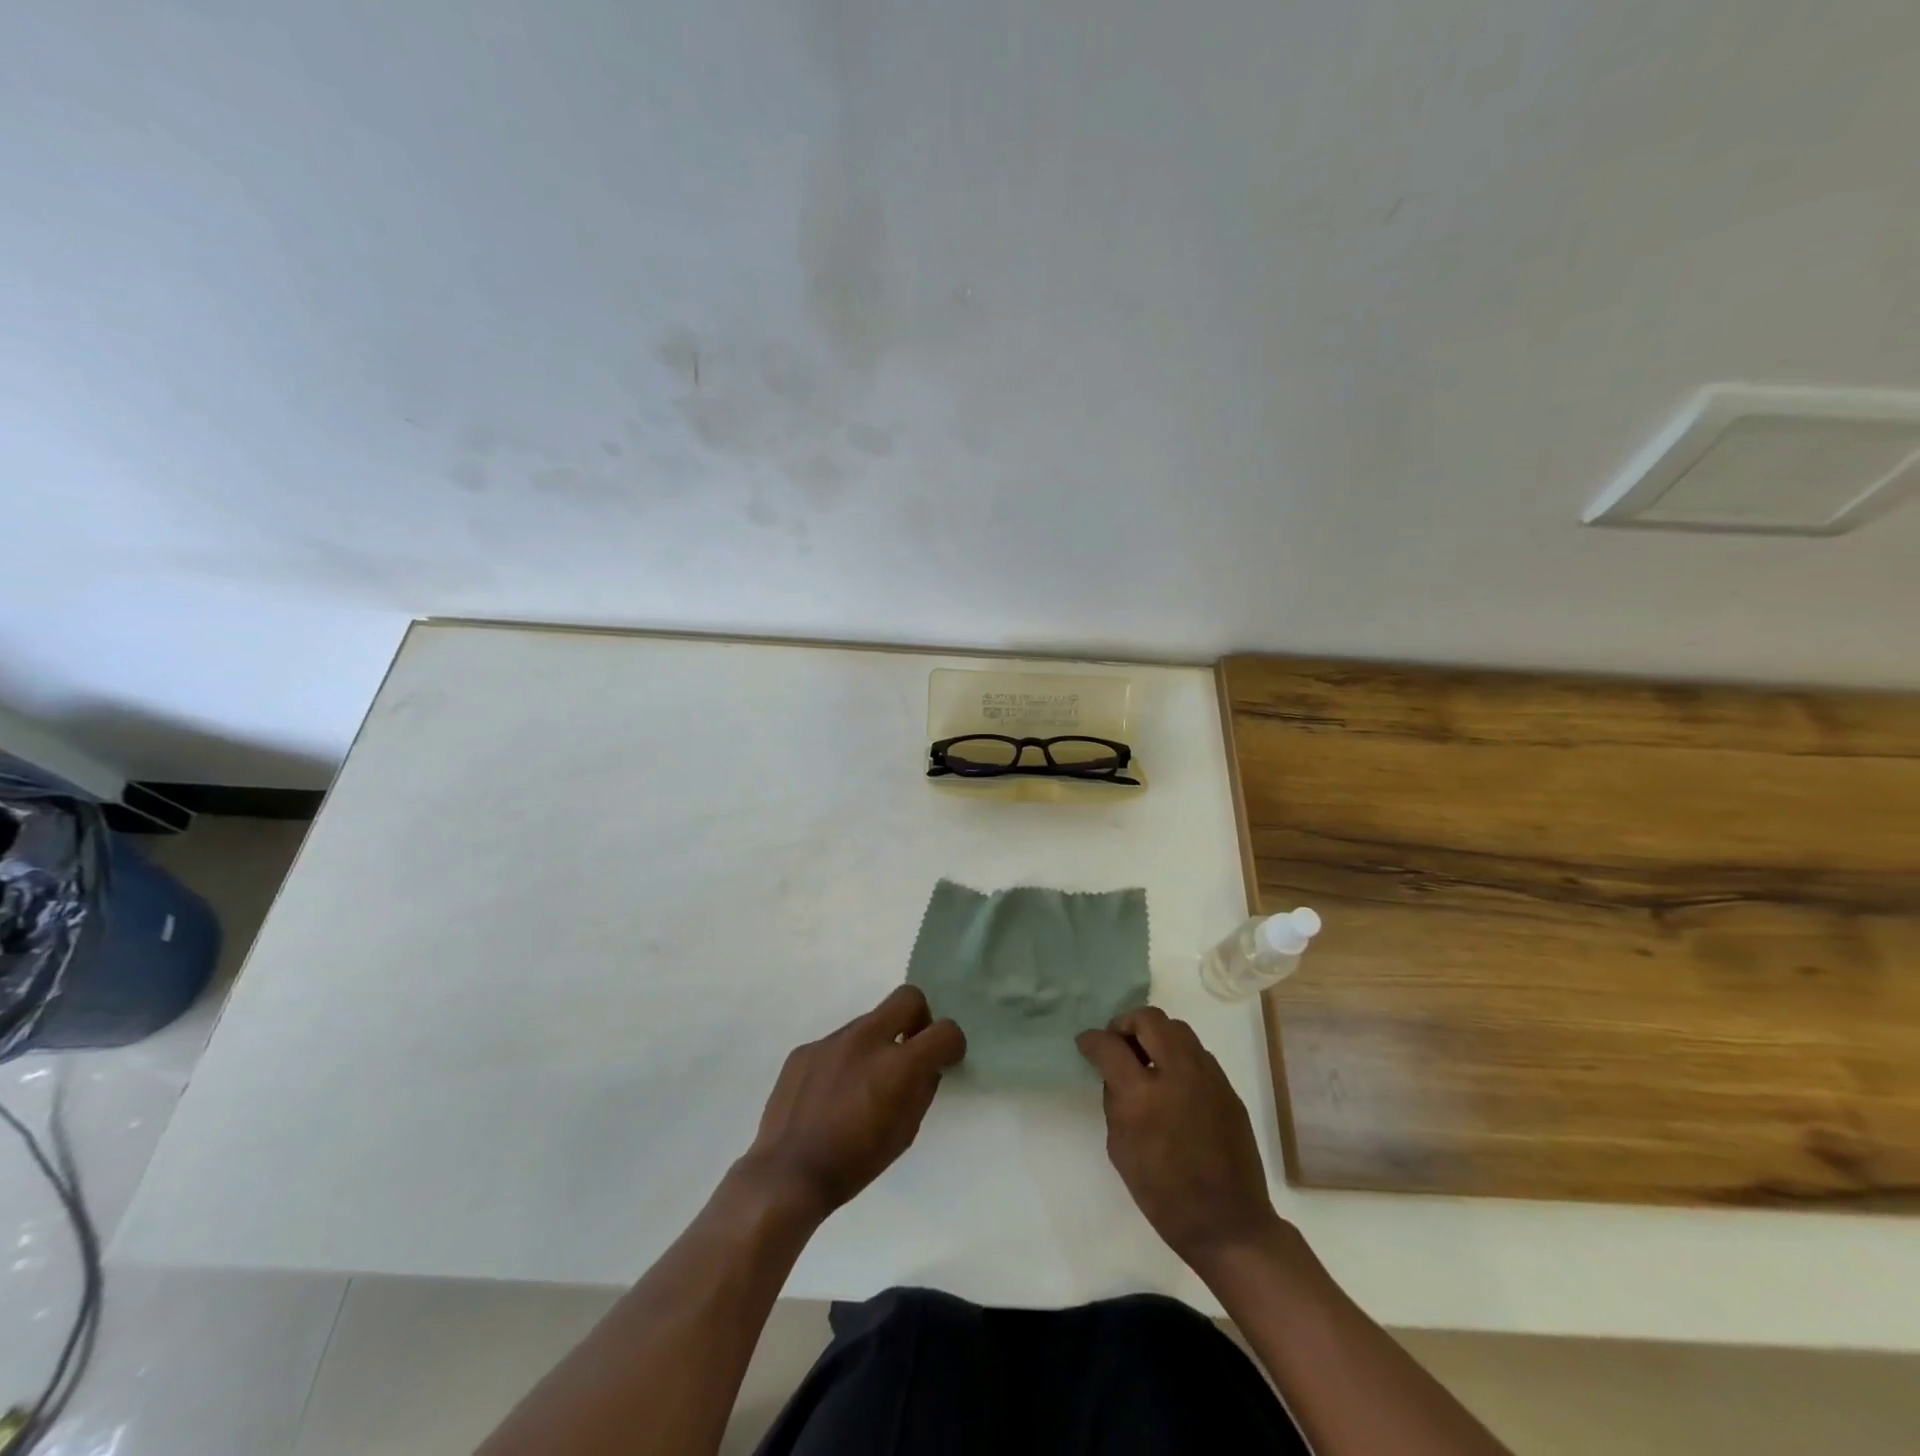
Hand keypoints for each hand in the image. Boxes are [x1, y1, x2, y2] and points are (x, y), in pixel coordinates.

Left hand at [740, 985, 964, 1222]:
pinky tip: (832, 1093)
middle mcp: (867, 1039)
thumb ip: (921, 1091)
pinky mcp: (806, 1048)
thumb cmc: (854, 1164)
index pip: (945, 1030)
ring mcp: (832, 1040)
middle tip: (910, 1050)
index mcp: (897, 1065)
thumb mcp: (904, 1134)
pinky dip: (845, 1059)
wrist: (786, 1174)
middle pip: (908, 997)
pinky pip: (838, 1042)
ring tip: (862, 1084)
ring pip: (869, 1021)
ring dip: (878, 1042)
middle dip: (919, 1018)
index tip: (945, 1059)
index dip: (952, 1044)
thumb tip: (925, 1068)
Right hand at [1077, 1007, 1282, 1268]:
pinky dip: (1177, 1055)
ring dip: (1155, 1034)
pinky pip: (1197, 1053)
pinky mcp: (1227, 1087)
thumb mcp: (1120, 1149)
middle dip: (1126, 1024)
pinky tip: (1172, 1081)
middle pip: (1149, 1019)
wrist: (1228, 1224)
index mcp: (1142, 1096)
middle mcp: (1177, 1074)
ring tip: (1146, 1059)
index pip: (1110, 1045)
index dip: (1092, 1040)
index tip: (1086, 1043)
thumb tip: (1114, 1073)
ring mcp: (1207, 1077)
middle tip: (1118, 1044)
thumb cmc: (1164, 1195)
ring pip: (1177, 1028)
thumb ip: (1115, 1101)